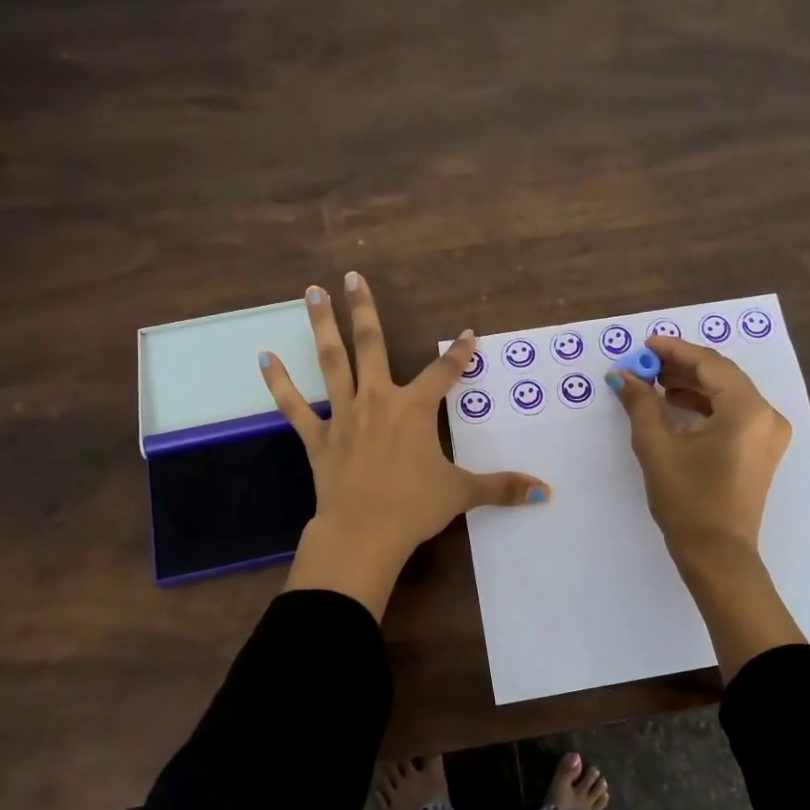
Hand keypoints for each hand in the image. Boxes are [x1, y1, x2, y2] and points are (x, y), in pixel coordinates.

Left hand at [260, 273, 549, 618]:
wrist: (363, 533)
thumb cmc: (414, 507)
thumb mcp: (462, 493)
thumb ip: (502, 487)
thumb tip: (546, 491)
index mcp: (414, 409)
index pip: (444, 372)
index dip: (459, 353)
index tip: (468, 334)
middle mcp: (378, 401)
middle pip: (372, 345)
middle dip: (364, 309)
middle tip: (351, 276)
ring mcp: (343, 416)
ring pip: (332, 363)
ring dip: (322, 327)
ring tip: (311, 293)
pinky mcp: (317, 439)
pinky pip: (294, 408)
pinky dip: (279, 384)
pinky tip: (263, 358)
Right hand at [608, 336, 791, 571]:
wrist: (717, 555)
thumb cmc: (687, 500)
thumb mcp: (657, 447)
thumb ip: (641, 404)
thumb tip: (622, 375)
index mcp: (748, 410)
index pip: (709, 364)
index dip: (674, 350)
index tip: (644, 345)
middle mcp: (767, 416)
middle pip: (721, 376)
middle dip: (681, 367)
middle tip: (644, 364)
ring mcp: (768, 434)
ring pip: (727, 394)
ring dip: (691, 385)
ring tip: (654, 383)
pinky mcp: (761, 450)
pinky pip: (733, 414)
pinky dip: (704, 406)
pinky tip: (674, 406)